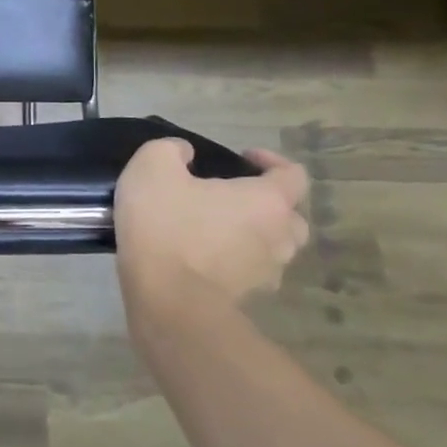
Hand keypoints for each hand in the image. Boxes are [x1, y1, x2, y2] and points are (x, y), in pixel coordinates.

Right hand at [114, 139, 310, 325]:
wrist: (166, 297)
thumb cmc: (165, 224)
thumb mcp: (153, 166)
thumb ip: (171, 149)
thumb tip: (185, 153)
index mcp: (267, 200)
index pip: (294, 174)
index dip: (271, 160)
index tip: (241, 157)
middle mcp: (279, 236)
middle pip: (291, 215)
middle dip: (268, 203)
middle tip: (232, 197)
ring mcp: (268, 272)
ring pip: (275, 247)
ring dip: (254, 235)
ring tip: (218, 229)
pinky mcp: (249, 297)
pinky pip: (252, 272)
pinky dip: (237, 262)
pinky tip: (206, 258)